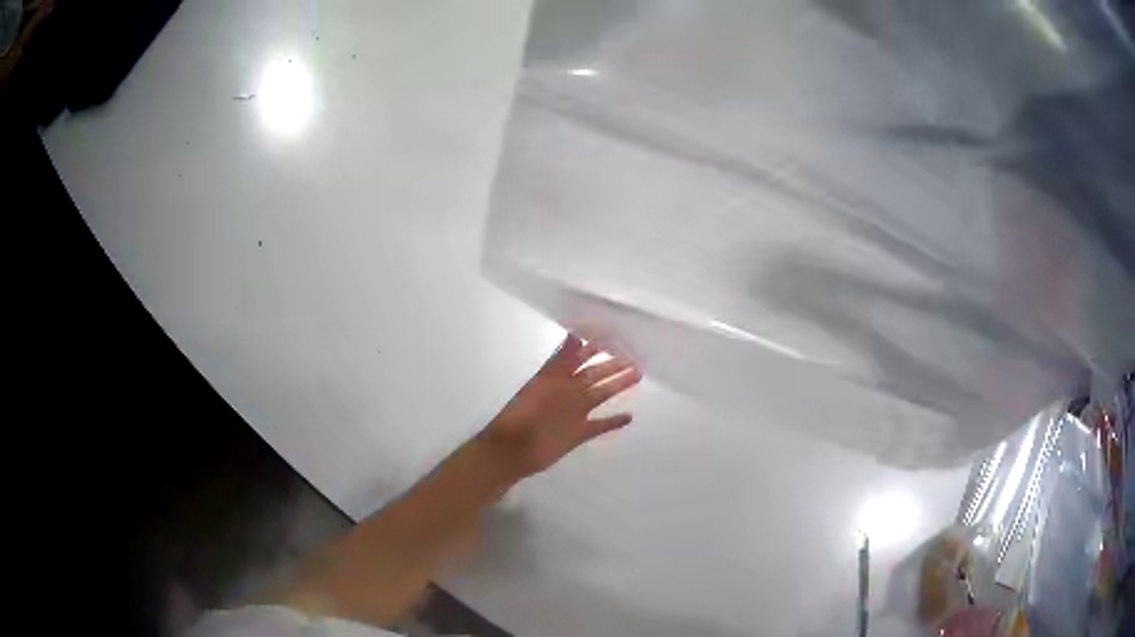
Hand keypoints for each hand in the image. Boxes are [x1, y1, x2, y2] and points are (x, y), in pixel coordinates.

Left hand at [477, 334, 641, 479]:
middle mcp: (567, 392)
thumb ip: (560, 360)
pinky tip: (628, 417)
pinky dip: (613, 422)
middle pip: (594, 374)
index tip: (615, 335)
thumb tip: (575, 334)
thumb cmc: (523, 414)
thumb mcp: (543, 382)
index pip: (579, 356)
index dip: (595, 345)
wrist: (512, 449)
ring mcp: (574, 413)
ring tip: (638, 375)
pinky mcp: (578, 434)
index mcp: (557, 377)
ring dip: (618, 386)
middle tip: (635, 354)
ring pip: (600, 395)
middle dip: (613, 364)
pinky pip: (599, 426)